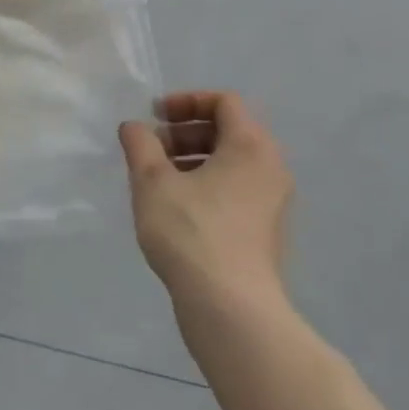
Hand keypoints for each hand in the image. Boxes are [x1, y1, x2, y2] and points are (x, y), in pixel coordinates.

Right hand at [119, 91, 294, 315]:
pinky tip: (176, 210)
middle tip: (151, 150)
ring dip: (193, 160)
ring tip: (157, 181)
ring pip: (232, 163)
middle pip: (229, 131)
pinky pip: (237, 190)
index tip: (155, 117)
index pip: (224, 102)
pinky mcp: (267, 231)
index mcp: (251, 145)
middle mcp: (271, 167)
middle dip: (185, 133)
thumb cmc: (191, 232)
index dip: (186, 101)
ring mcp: (273, 202)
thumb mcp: (153, 182)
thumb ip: (140, 145)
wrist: (231, 308)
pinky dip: (207, 185)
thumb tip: (134, 127)